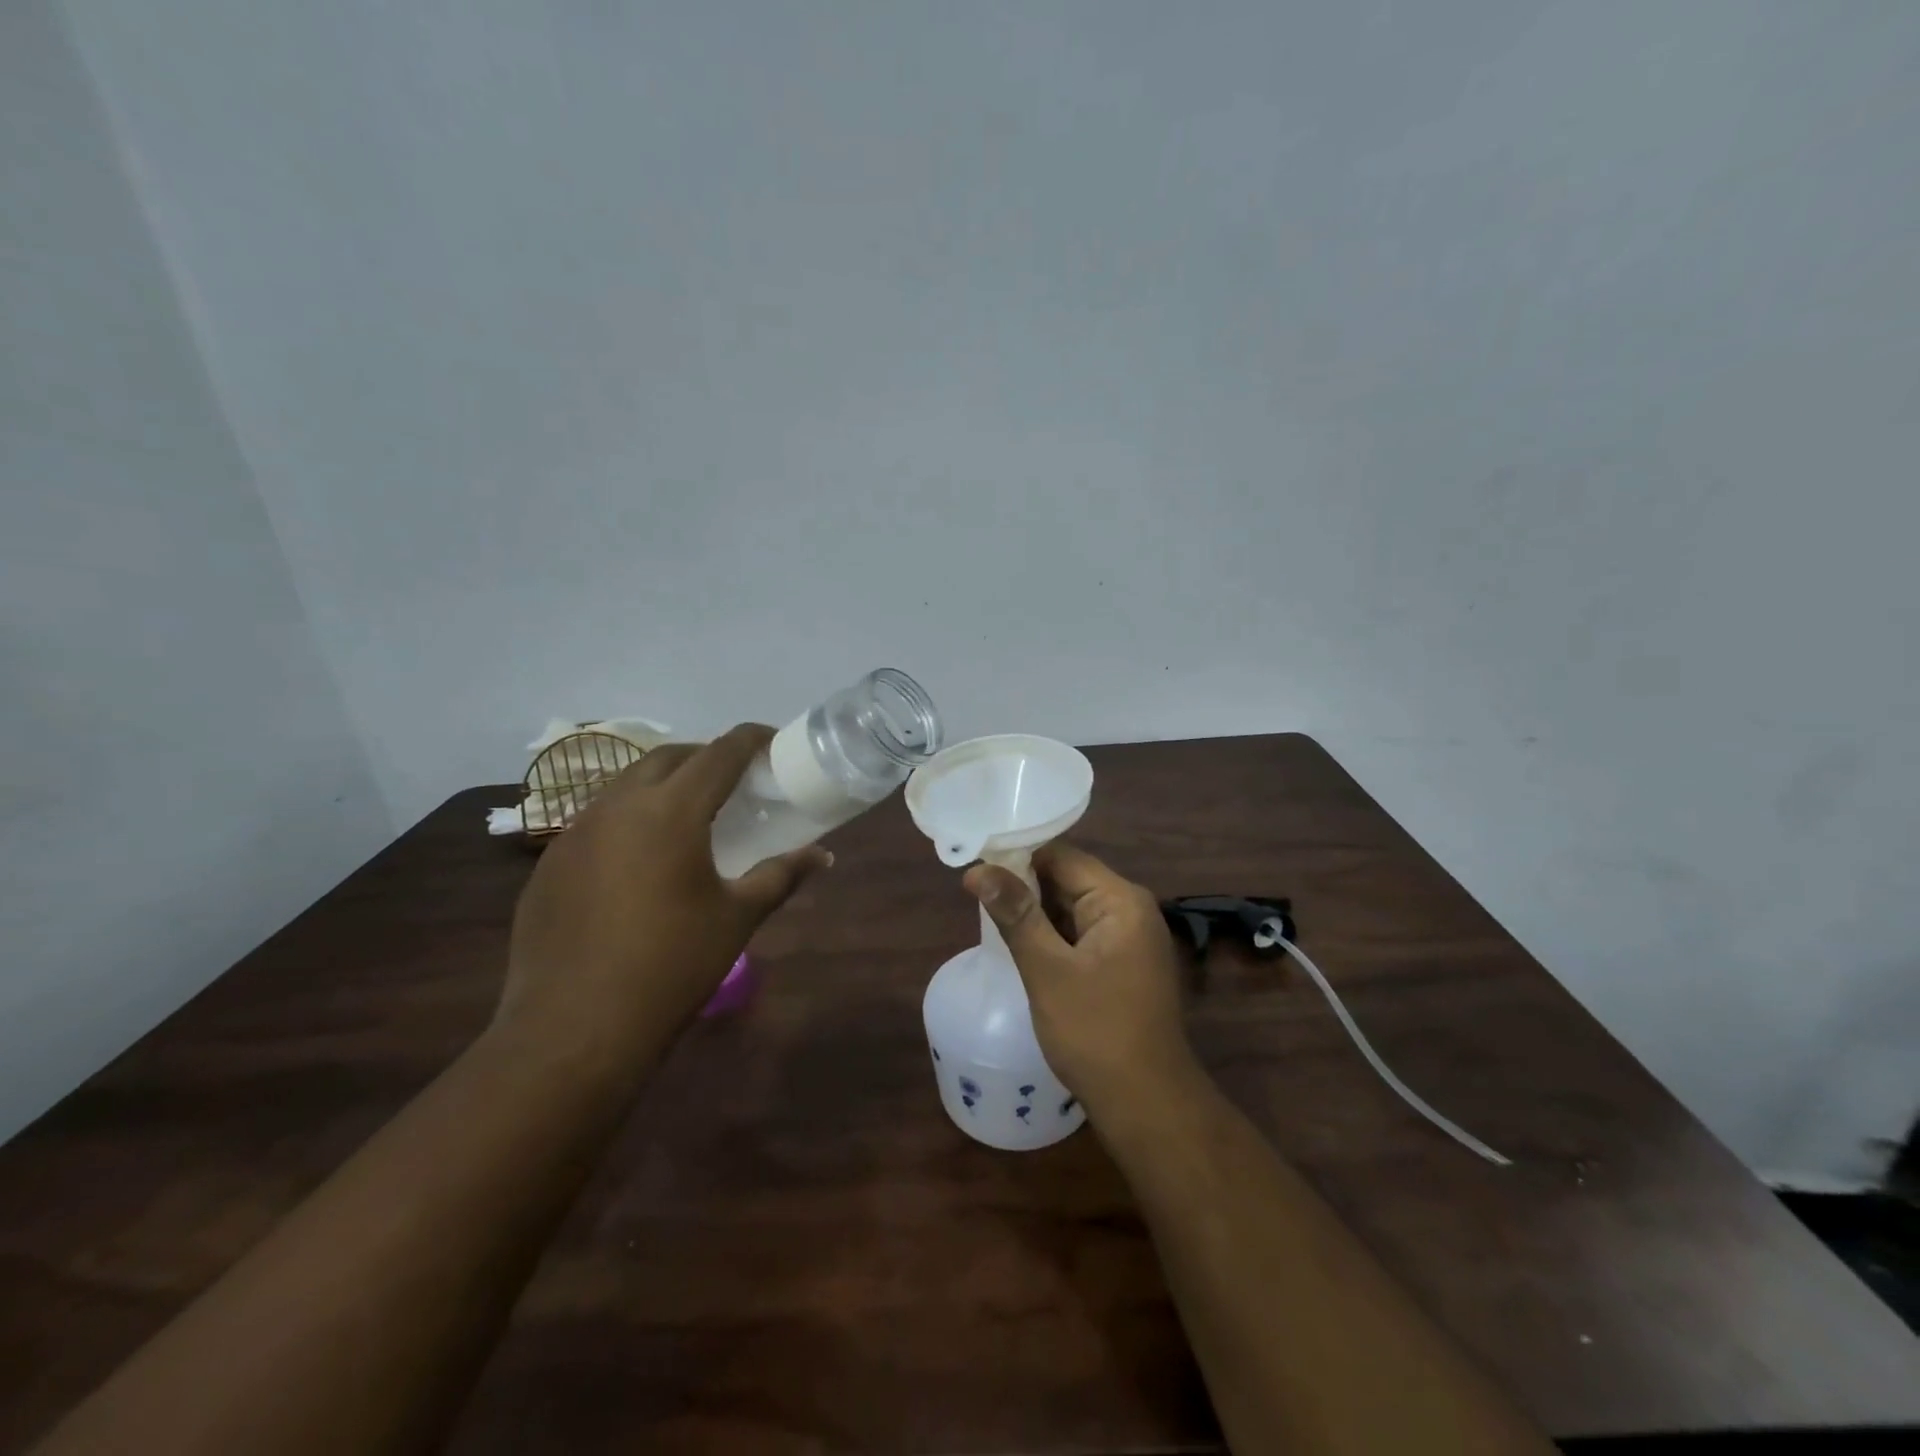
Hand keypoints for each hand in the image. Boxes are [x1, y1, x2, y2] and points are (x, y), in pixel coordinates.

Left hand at [496, 724, 828, 1076]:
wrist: (574, 1031)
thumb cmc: (672, 967)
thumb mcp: (737, 918)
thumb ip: (781, 876)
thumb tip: (823, 856)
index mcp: (670, 811)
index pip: (719, 753)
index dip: (751, 739)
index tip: (773, 741)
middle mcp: (617, 806)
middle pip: (668, 757)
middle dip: (705, 757)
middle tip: (734, 781)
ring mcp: (575, 833)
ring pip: (626, 785)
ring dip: (663, 785)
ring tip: (690, 816)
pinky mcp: (550, 864)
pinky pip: (597, 821)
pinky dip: (629, 820)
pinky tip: (641, 862)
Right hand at [963, 843, 1197, 1119]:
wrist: (1147, 1104)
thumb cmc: (1096, 1033)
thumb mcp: (1048, 970)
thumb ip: (1015, 915)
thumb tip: (978, 870)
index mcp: (1120, 900)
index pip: (1061, 857)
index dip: (1017, 858)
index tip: (976, 869)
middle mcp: (1130, 910)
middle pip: (1067, 879)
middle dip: (1023, 887)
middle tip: (975, 896)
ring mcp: (1129, 939)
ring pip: (1071, 908)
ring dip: (1035, 914)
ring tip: (988, 918)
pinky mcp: (1122, 964)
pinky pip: (1080, 934)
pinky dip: (1051, 936)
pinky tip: (1020, 947)